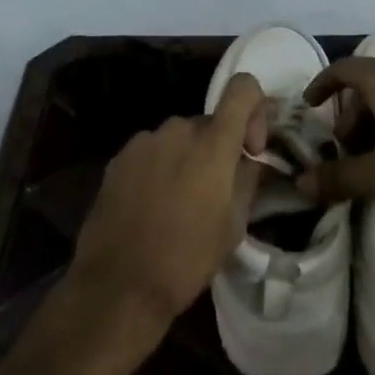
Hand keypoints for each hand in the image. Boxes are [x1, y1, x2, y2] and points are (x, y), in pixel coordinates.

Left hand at [68, 73, 266, 326]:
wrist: (118, 286)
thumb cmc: (186, 258)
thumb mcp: (234, 225)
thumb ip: (247, 179)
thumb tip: (249, 159)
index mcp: (212, 143)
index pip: (243, 88)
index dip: (255, 108)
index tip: (250, 149)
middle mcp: (177, 129)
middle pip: (209, 123)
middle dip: (217, 149)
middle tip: (214, 192)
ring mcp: (143, 141)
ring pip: (178, 139)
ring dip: (186, 159)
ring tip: (178, 203)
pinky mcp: (118, 158)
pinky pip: (151, 152)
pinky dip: (159, 168)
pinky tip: (151, 206)